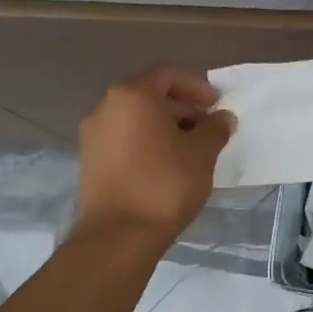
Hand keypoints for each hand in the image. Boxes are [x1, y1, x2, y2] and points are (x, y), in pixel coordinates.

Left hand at [76, 67, 234, 246]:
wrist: (118, 237)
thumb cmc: (164, 184)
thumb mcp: (202, 153)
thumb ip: (215, 128)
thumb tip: (222, 118)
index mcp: (132, 95)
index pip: (168, 75)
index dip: (196, 86)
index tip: (216, 105)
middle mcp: (106, 107)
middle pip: (149, 95)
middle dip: (182, 107)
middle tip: (207, 127)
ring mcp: (93, 135)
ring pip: (136, 118)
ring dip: (165, 126)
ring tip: (191, 149)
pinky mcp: (90, 161)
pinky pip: (124, 139)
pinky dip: (147, 142)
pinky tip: (168, 165)